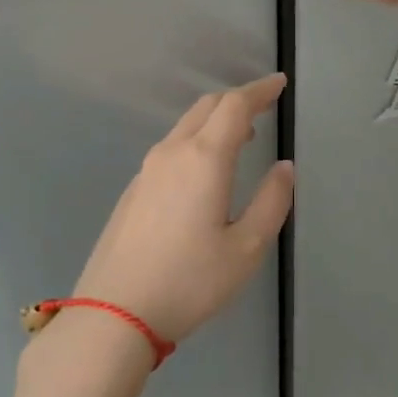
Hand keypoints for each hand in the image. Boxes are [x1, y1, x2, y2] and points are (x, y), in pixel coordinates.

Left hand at [71, 75, 294, 348]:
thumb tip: (284, 168)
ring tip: (241, 138)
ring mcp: (146, 171)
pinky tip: (204, 172)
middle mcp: (171, 153)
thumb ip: (271, 202)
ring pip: (184, 127)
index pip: (235, 106)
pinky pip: (170, 149)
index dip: (259, 90)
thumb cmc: (190, 282)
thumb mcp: (246, 248)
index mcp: (204, 159)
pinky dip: (195, 142)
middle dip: (237, 101)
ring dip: (215, 122)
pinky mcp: (132, 191)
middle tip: (264, 107)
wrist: (114, 312)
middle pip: (206, 108)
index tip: (278, 84)